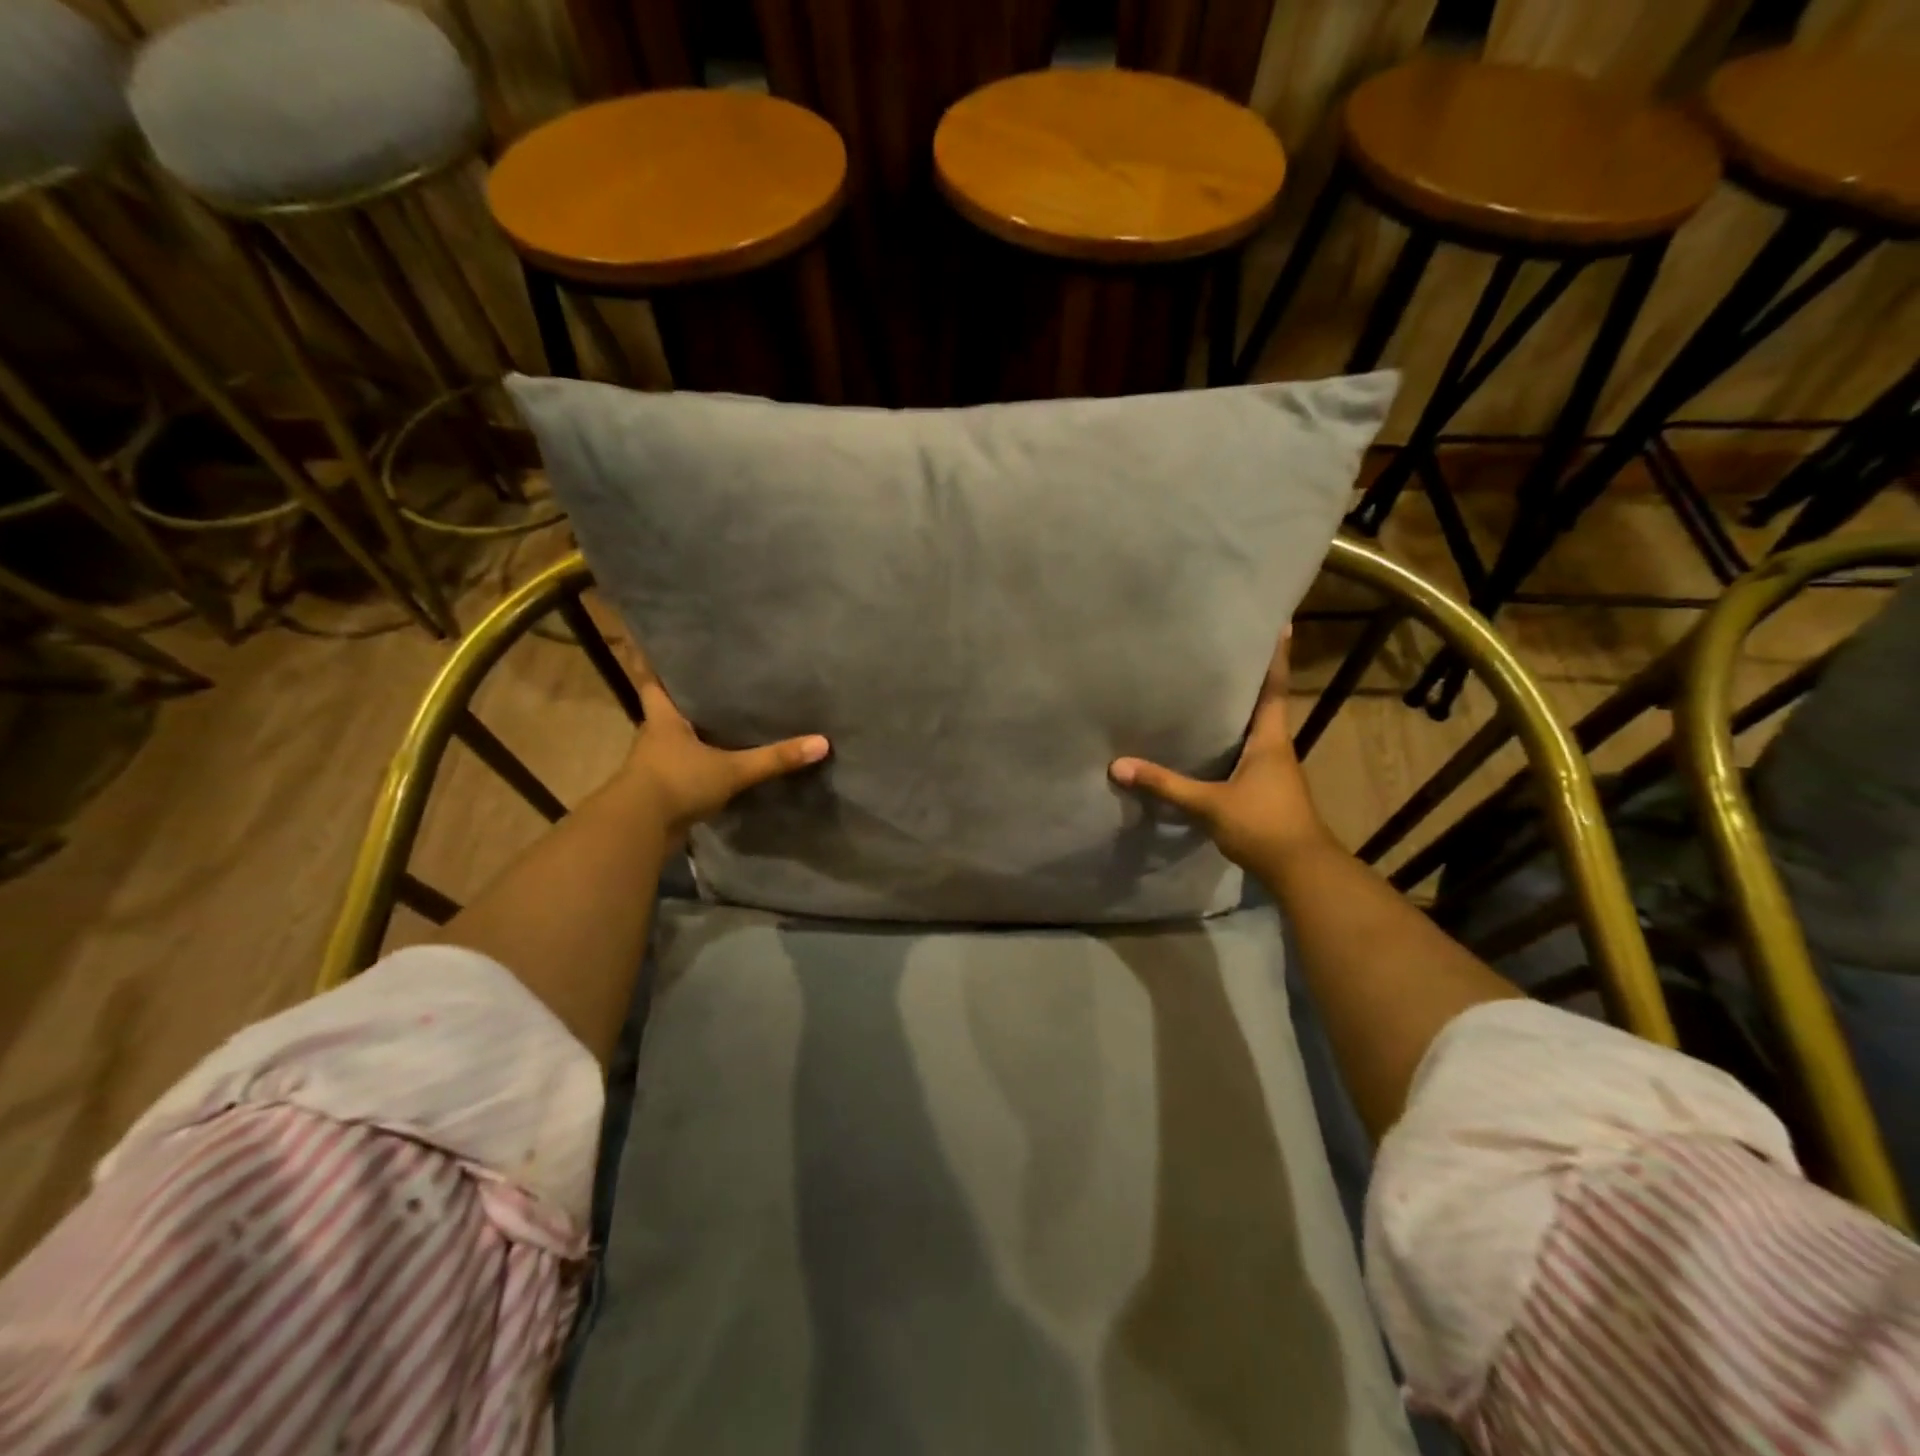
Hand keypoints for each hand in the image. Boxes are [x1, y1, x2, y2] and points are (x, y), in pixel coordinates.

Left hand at [616, 639, 827, 844]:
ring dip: (693, 740)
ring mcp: (654, 768)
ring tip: (724, 729)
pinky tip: (719, 770)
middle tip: (718, 692)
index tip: (676, 657)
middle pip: (668, 714)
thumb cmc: (678, 782)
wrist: (639, 830)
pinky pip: (681, 774)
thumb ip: (774, 758)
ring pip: (675, 745)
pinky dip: (696, 771)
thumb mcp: (732, 768)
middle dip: (688, 705)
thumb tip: (821, 743)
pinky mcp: (660, 794)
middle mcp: (654, 739)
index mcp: (663, 720)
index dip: (662, 671)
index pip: (654, 684)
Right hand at [1110, 629, 1328, 869]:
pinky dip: (1233, 738)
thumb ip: (1165, 785)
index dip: (1277, 657)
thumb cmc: (1262, 825)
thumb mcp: (1208, 805)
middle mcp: (1276, 747)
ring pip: (1256, 728)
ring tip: (1211, 688)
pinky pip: (1248, 751)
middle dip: (1251, 677)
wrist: (1299, 870)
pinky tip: (1210, 740)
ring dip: (1241, 708)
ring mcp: (1274, 769)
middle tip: (1226, 650)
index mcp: (1270, 739)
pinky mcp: (1266, 788)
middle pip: (1265, 703)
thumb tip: (1118, 766)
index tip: (1280, 624)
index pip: (1274, 688)